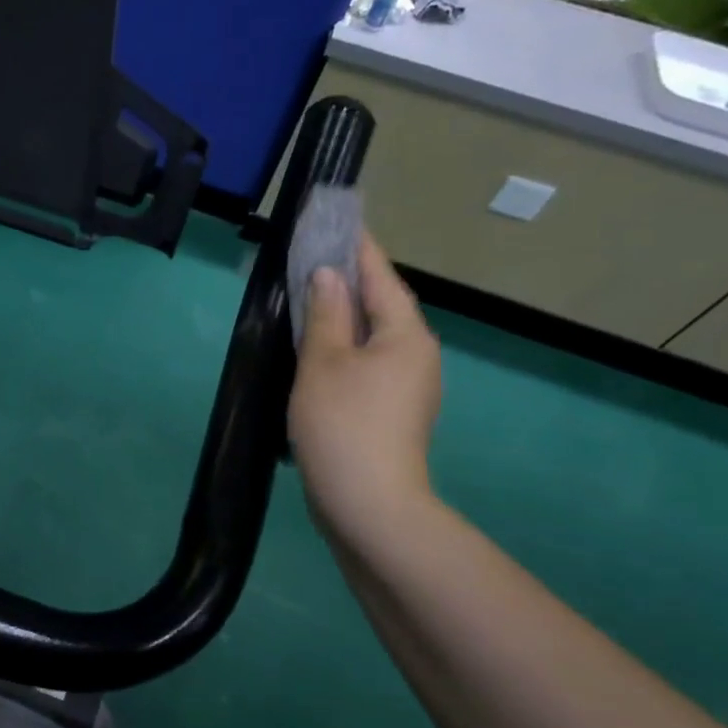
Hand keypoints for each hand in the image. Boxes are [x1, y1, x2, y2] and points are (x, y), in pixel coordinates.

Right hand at [289, 235, 442, 544]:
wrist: (368, 505)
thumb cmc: (343, 424)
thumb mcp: (323, 362)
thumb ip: (326, 314)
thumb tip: (327, 275)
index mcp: (406, 335)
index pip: (380, 277)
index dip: (358, 248)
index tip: (340, 221)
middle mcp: (417, 355)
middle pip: (382, 306)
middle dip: (350, 282)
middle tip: (314, 259)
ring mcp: (408, 387)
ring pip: (374, 337)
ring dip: (345, 316)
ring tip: (310, 299)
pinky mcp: (392, 412)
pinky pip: (368, 363)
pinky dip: (344, 347)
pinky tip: (318, 350)